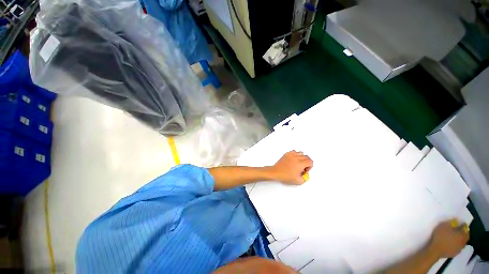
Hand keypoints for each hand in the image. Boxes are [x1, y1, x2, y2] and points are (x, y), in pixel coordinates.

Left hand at [270, 151, 312, 184]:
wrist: (276, 172)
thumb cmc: (285, 176)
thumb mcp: (298, 181)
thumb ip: (305, 178)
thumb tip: (306, 175)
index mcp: (300, 164)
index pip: (310, 161)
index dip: (310, 166)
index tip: (305, 170)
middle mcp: (296, 158)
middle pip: (306, 157)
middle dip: (306, 162)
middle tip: (302, 168)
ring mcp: (291, 155)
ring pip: (301, 153)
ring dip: (301, 158)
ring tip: (298, 163)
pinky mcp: (287, 154)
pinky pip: (294, 151)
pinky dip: (295, 154)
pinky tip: (293, 160)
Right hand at [428, 219, 468, 258]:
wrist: (436, 250)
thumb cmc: (440, 236)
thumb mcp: (444, 226)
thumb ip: (451, 223)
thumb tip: (456, 221)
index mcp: (462, 235)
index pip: (465, 228)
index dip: (463, 225)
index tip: (461, 223)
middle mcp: (463, 242)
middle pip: (465, 236)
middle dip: (463, 233)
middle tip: (459, 230)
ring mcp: (459, 249)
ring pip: (462, 243)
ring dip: (460, 240)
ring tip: (455, 238)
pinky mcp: (455, 253)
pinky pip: (457, 248)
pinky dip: (456, 245)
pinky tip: (452, 244)